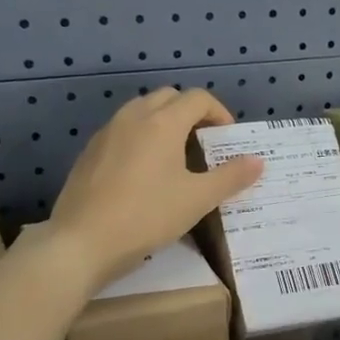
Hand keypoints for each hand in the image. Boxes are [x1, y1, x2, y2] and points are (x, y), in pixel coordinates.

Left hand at [47, 87, 262, 288]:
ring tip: (176, 156)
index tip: (227, 137)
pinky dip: (141, 137)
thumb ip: (230, 177)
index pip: (197, 98)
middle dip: (191, 112)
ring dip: (164, 122)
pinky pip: (123, 130)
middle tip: (204, 143)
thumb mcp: (197, 200)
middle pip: (168, 97)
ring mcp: (107, 132)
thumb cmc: (147, 217)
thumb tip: (258, 161)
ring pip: (142, 111)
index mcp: (162, 123)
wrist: (82, 241)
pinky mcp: (90, 151)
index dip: (219, 112)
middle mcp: (133, 117)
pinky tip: (145, 172)